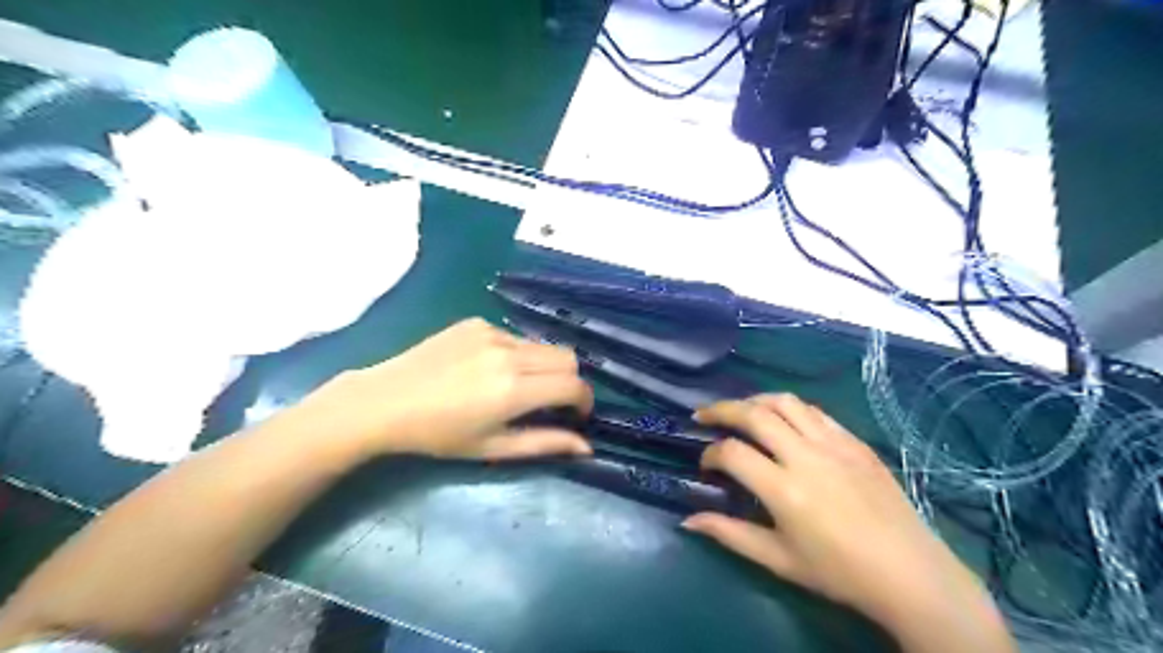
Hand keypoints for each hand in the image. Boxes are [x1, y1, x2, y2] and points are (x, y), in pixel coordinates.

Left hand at [281, 319, 590, 461]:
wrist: (385, 402)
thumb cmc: (439, 435)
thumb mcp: (492, 447)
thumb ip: (544, 444)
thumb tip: (587, 447)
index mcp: (514, 389)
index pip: (574, 385)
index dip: (584, 401)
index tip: (576, 415)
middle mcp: (510, 354)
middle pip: (568, 357)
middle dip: (569, 381)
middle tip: (550, 401)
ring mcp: (492, 333)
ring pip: (542, 345)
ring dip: (542, 367)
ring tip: (514, 386)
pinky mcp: (477, 323)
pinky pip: (514, 337)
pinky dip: (515, 354)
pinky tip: (487, 369)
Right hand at [684, 393, 1015, 652]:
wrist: (910, 574)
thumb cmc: (839, 573)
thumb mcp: (778, 560)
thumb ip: (729, 534)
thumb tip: (688, 521)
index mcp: (785, 490)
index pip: (732, 452)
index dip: (710, 454)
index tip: (705, 464)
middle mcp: (806, 456)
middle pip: (754, 414)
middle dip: (721, 409)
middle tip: (704, 414)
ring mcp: (834, 444)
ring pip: (785, 402)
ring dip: (755, 400)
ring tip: (740, 410)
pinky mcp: (855, 442)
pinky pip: (815, 412)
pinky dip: (790, 409)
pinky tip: (783, 421)